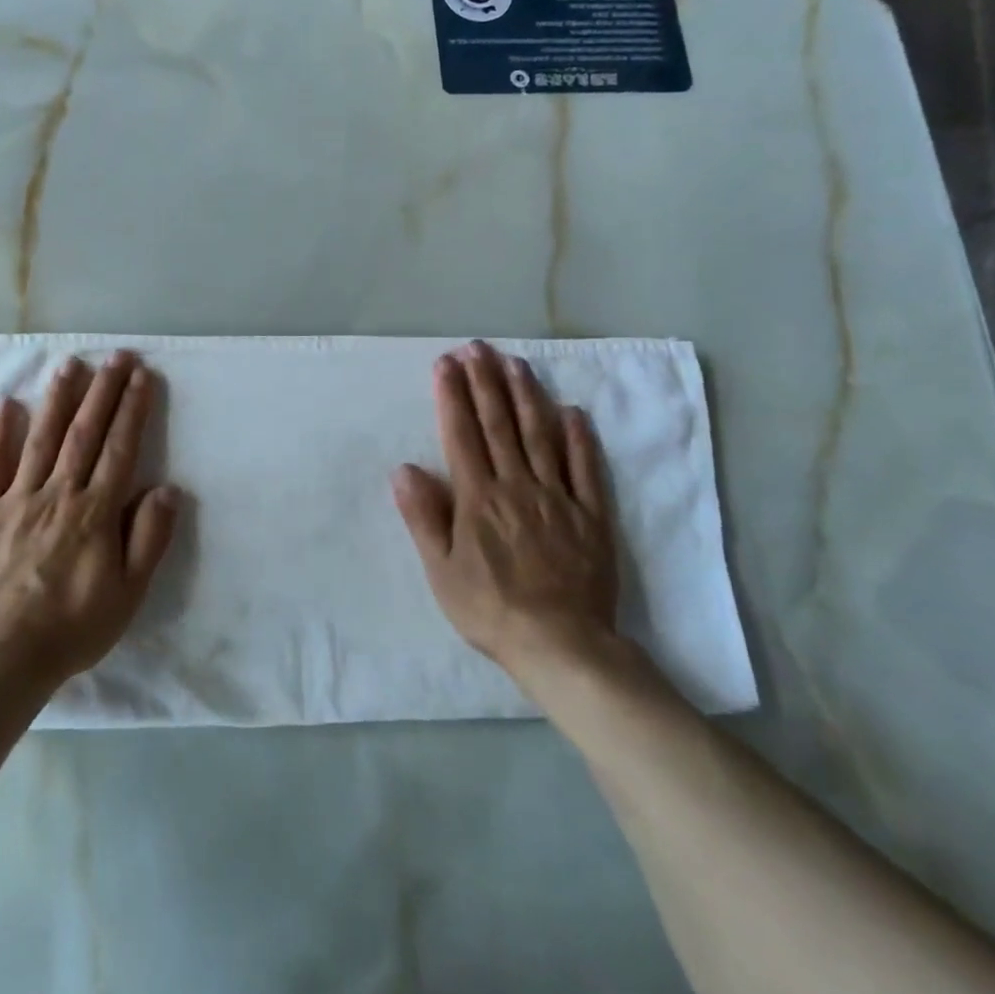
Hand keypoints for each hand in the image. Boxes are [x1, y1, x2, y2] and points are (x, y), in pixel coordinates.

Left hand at [0, 352, 179, 689]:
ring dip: (58, 400)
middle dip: (103, 391)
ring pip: (41, 440)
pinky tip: (6, 405)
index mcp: (95, 511)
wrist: (1, 657)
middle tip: (115, 356)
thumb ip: (149, 537)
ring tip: (69, 365)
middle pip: (84, 433)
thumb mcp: (129, 593)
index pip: (119, 448)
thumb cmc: (74, 626)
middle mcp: (58, 494)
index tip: (141, 375)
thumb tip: (167, 488)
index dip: (132, 409)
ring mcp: (16, 500)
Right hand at [392, 341, 619, 678]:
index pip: (461, 434)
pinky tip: (573, 411)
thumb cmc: (490, 609)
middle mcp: (517, 485)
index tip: (446, 363)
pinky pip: (586, 469)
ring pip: (540, 436)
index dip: (452, 395)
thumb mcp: (441, 570)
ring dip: (527, 396)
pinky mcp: (591, 515)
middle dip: (486, 382)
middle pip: (500, 424)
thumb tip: (404, 468)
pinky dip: (579, 438)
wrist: (561, 645)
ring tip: (516, 363)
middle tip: (478, 348)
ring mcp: (558, 497)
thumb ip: (423, 517)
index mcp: (478, 497)